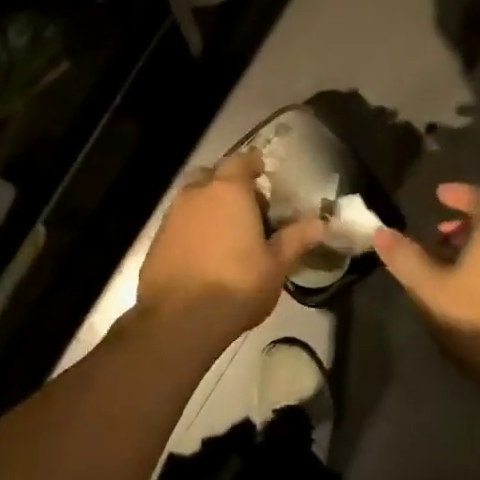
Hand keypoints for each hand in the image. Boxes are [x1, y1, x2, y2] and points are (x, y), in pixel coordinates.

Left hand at [136, 150, 326, 344]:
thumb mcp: (276, 265)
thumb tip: (322, 223)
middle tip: (249, 209)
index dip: (253, 165)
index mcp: (228, 191)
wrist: (179, 319)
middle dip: (228, 185)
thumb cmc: (237, 285)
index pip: (241, 161)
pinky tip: (206, 254)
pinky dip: (193, 228)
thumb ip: (296, 239)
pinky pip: (179, 222)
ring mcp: (172, 216)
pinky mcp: (157, 239)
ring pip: (193, 198)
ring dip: (209, 207)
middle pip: (212, 176)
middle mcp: (196, 194)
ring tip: (229, 235)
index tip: (264, 173)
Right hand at [373, 183, 479, 403]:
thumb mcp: (428, 287)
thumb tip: (380, 232)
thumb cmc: (475, 319)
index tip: (438, 194)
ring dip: (478, 240)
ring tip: (449, 258)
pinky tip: (469, 283)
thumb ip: (403, 257)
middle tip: (440, 231)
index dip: (458, 193)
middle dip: (467, 219)